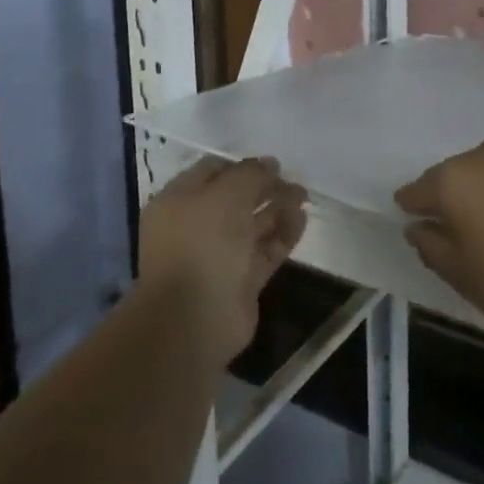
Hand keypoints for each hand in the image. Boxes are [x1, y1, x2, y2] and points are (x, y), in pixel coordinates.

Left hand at [140, 156, 307, 365]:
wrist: (195, 320)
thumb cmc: (203, 244)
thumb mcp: (227, 193)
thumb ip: (251, 174)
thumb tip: (269, 165)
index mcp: (179, 201)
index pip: (212, 171)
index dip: (243, 165)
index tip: (273, 164)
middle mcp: (196, 226)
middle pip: (235, 198)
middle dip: (265, 187)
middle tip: (293, 181)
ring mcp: (218, 256)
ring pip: (252, 224)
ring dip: (278, 208)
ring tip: (304, 196)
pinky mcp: (240, 281)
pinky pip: (264, 250)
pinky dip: (283, 235)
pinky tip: (301, 220)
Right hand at [395, 139, 483, 359]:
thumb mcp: (461, 275)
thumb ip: (430, 245)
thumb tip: (418, 227)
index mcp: (453, 179)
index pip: (418, 190)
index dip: (412, 209)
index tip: (413, 226)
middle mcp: (483, 156)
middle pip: (451, 176)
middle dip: (447, 199)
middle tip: (451, 234)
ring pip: (483, 173)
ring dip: (478, 194)